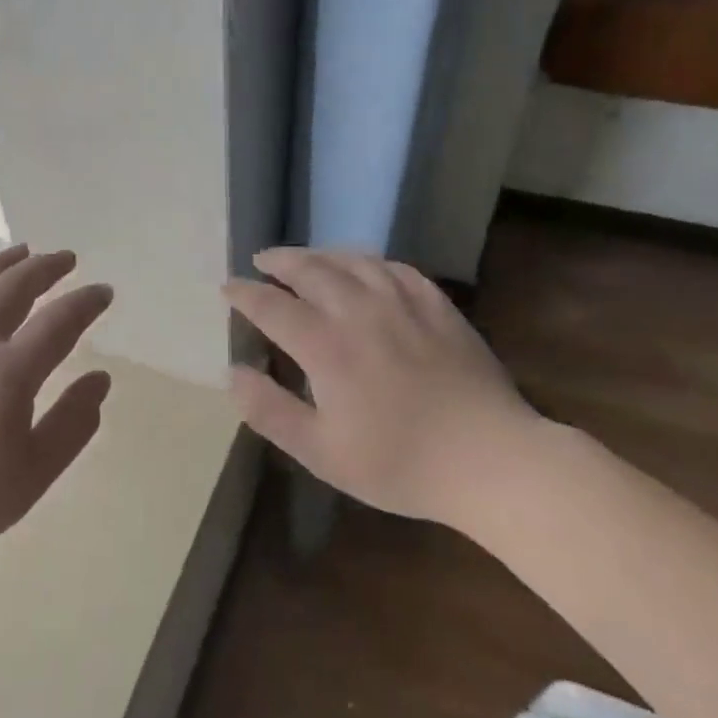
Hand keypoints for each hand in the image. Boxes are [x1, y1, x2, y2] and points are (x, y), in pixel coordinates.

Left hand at [0, 245, 113, 591]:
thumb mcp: (32, 476)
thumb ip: (73, 423)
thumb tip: (100, 379)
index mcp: (8, 373)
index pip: (59, 321)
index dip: (86, 301)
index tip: (103, 292)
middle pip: (13, 286)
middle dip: (45, 267)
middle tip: (65, 259)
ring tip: (20, 252)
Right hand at [223, 247, 544, 530]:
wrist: (490, 459)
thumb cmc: (398, 463)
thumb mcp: (320, 452)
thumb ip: (270, 410)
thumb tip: (233, 372)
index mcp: (325, 345)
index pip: (272, 305)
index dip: (245, 293)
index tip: (228, 287)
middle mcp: (359, 310)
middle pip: (310, 269)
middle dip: (280, 261)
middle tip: (262, 260)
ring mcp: (403, 302)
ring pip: (353, 260)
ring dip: (321, 254)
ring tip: (306, 258)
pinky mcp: (437, 306)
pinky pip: (395, 268)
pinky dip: (370, 262)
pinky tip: (366, 269)